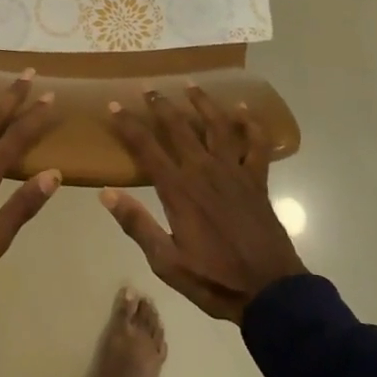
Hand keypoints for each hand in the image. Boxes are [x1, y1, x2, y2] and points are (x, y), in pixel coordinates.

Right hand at [100, 87, 305, 321]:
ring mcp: (234, 171)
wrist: (270, 291)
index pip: (146, 147)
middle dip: (160, 104)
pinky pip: (256, 144)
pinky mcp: (257, 179)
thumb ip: (137, 225)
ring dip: (202, 102)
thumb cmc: (214, 279)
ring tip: (190, 84)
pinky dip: (251, 125)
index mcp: (179, 189)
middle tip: (148, 86)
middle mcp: (204, 170)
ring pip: (217, 125)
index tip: (113, 105)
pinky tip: (244, 110)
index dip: (128, 124)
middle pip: (179, 126)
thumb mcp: (166, 262)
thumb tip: (106, 193)